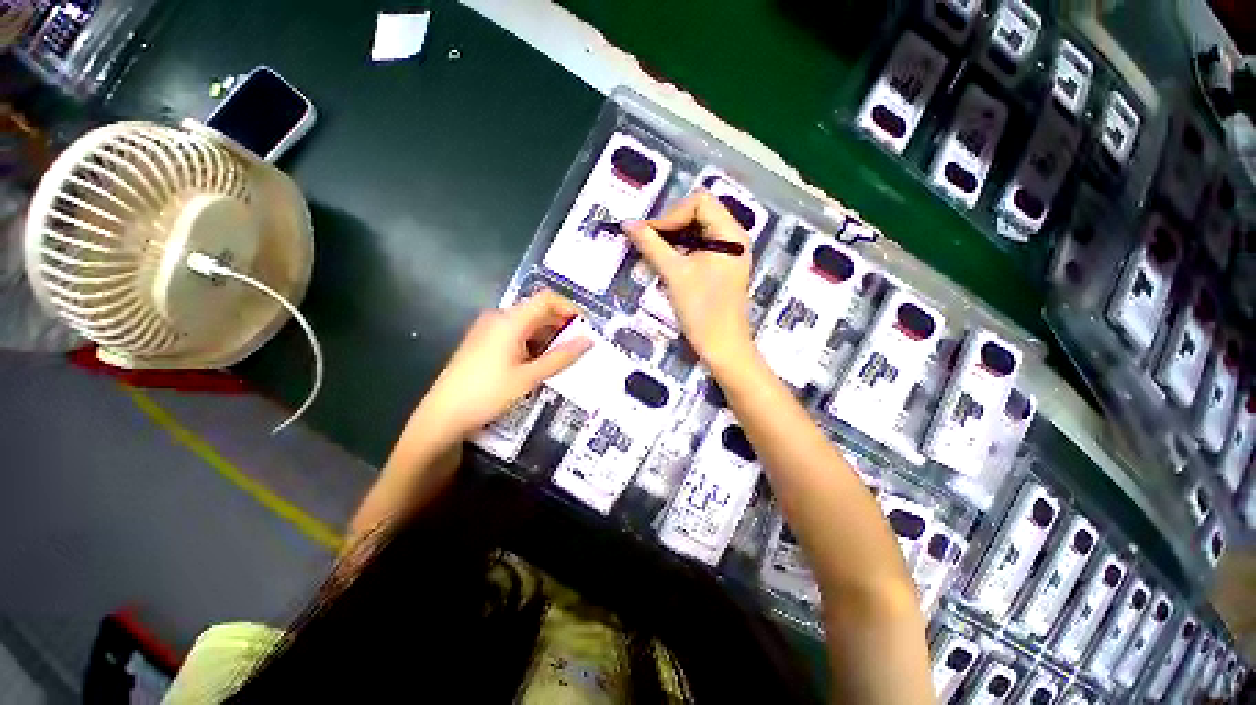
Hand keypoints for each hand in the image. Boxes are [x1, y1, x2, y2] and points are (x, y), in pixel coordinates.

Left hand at [414, 290, 591, 442]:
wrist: (443, 415)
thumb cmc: (488, 394)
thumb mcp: (529, 377)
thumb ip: (561, 357)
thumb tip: (589, 341)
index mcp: (510, 320)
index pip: (547, 299)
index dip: (570, 308)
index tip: (586, 328)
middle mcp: (499, 317)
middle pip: (538, 310)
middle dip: (561, 325)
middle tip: (579, 347)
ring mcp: (489, 328)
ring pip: (528, 323)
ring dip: (548, 336)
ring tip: (562, 359)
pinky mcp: (484, 341)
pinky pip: (516, 333)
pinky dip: (533, 343)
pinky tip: (539, 363)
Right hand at [624, 191, 754, 366]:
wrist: (722, 347)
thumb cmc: (702, 311)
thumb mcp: (674, 274)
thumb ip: (651, 245)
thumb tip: (627, 223)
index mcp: (730, 234)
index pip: (699, 201)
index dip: (671, 214)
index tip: (650, 235)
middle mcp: (733, 237)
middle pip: (699, 212)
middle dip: (671, 224)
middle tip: (648, 242)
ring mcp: (728, 253)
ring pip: (697, 230)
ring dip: (673, 237)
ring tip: (653, 252)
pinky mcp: (721, 267)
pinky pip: (699, 246)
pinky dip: (680, 249)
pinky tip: (666, 261)